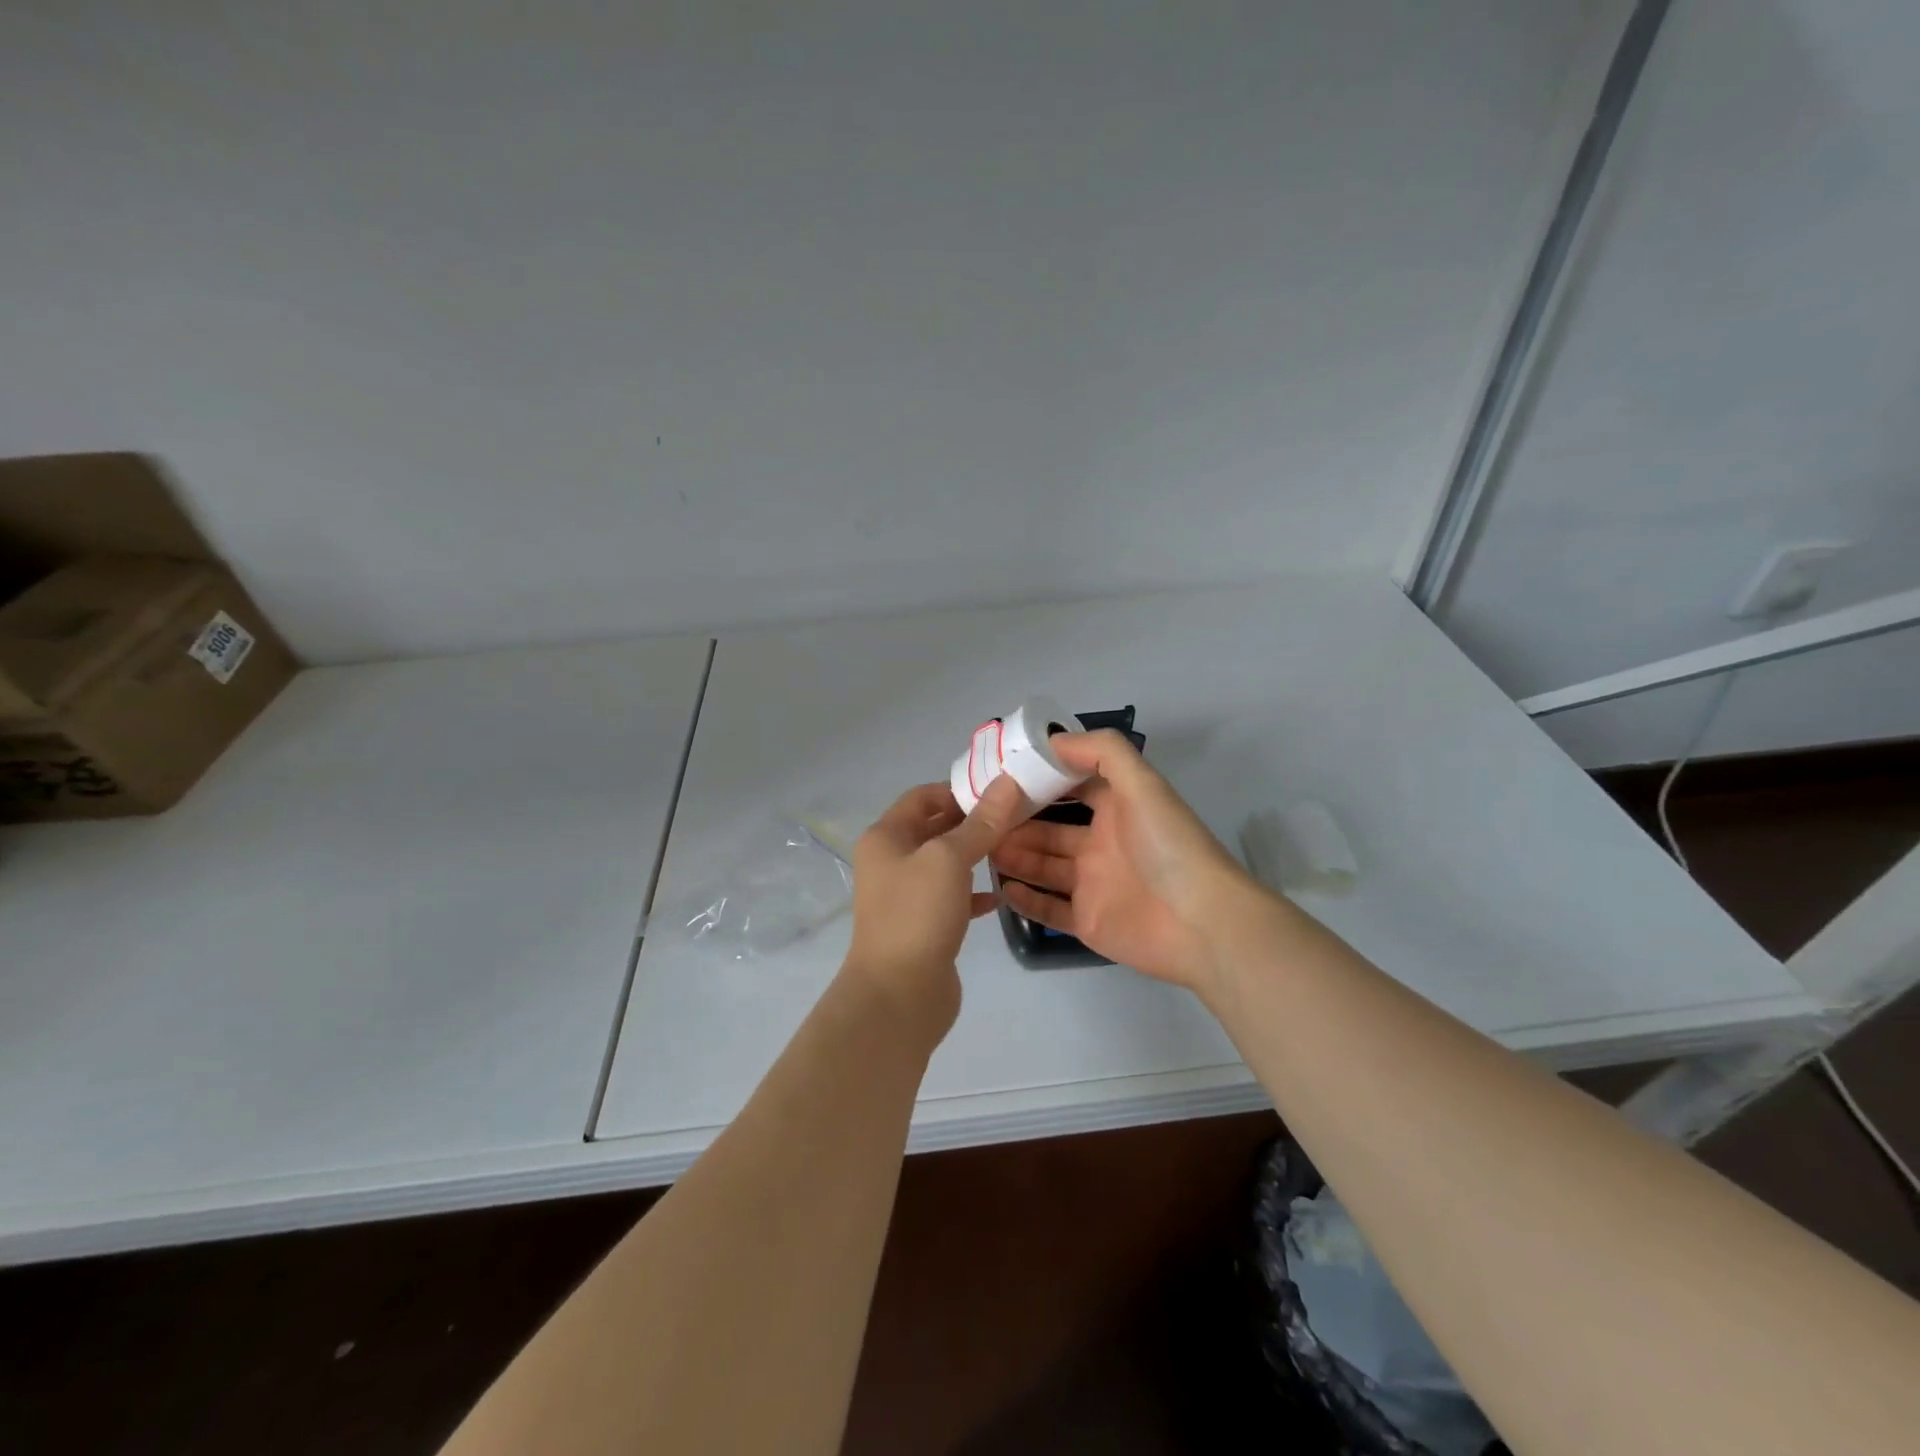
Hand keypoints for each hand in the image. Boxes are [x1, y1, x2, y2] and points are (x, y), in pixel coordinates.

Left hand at [844, 775, 1027, 1037]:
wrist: (898, 995)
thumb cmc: (918, 914)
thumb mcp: (950, 859)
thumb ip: (981, 823)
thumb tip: (1007, 783)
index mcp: (886, 837)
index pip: (922, 797)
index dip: (958, 790)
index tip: (999, 792)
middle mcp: (890, 861)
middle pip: (934, 828)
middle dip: (972, 821)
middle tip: (1016, 816)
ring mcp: (905, 895)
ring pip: (945, 864)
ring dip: (975, 855)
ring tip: (1014, 848)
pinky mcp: (922, 925)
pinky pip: (951, 898)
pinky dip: (973, 893)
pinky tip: (999, 896)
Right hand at [989, 730, 1255, 992]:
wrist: (1201, 922)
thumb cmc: (1168, 846)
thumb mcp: (1143, 784)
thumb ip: (1102, 752)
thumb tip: (1053, 740)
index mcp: (1117, 810)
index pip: (1072, 788)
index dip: (1041, 781)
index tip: (1002, 775)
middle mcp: (1102, 845)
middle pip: (1050, 831)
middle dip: (1017, 823)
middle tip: (979, 817)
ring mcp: (1093, 885)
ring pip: (1044, 867)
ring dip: (1014, 856)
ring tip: (980, 847)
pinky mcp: (1088, 922)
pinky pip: (1049, 909)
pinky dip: (1025, 899)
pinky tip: (1000, 886)